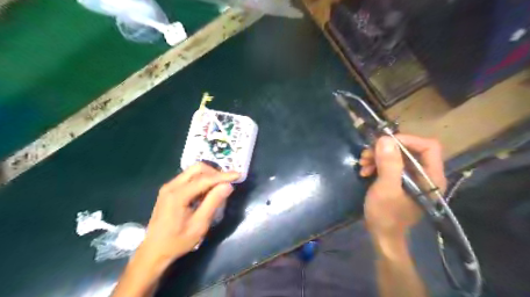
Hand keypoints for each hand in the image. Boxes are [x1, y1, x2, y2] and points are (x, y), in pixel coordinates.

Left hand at [140, 163, 240, 268]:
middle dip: (215, 172)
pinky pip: (188, 177)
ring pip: (193, 171)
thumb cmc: (177, 241)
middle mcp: (172, 186)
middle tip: (227, 182)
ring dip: (208, 175)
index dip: (223, 176)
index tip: (238, 175)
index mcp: (178, 195)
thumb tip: (228, 186)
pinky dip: (201, 180)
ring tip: (218, 188)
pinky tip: (206, 192)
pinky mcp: (169, 190)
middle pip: (197, 168)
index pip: (205, 179)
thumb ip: (213, 203)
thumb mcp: (199, 225)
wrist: (153, 251)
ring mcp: (169, 187)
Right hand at [360, 134, 445, 236]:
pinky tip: (365, 170)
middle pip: (409, 149)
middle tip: (367, 153)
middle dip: (386, 149)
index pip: (428, 147)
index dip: (407, 140)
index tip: (383, 142)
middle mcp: (424, 174)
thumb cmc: (386, 214)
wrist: (381, 234)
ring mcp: (411, 177)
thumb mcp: (386, 188)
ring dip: (377, 156)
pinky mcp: (399, 180)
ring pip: (397, 156)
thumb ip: (389, 164)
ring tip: (363, 162)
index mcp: (431, 177)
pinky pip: (389, 164)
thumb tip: (385, 139)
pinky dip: (376, 164)